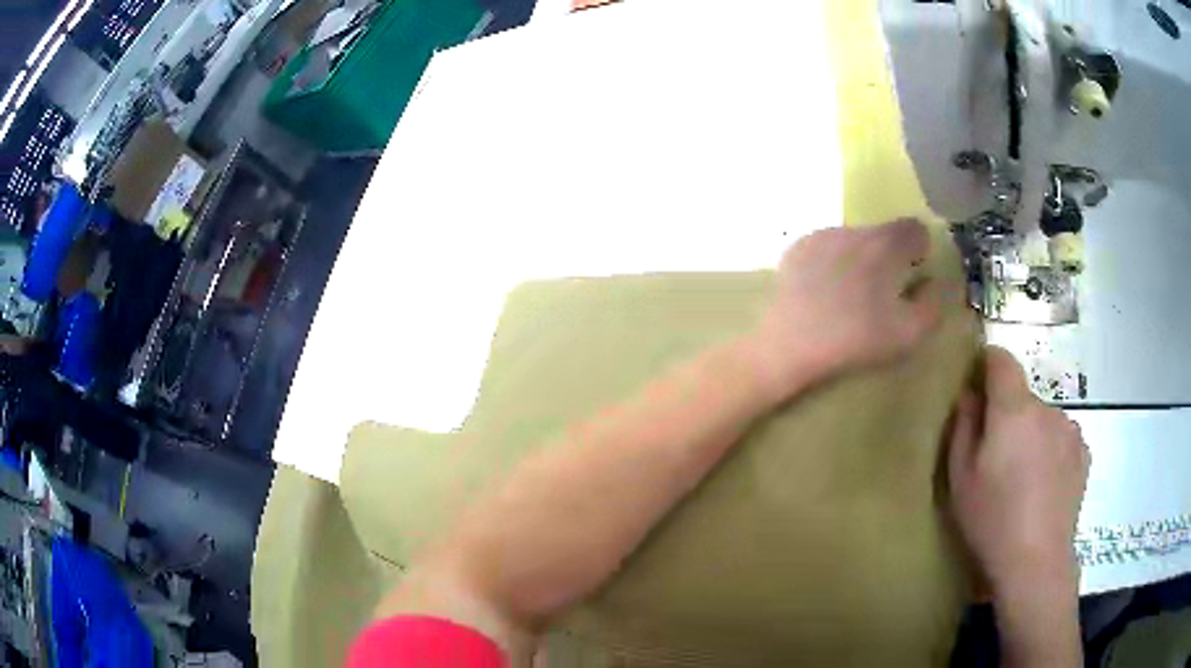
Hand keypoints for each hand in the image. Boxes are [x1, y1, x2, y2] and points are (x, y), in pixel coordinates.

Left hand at [751, 218, 943, 396]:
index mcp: (886, 244)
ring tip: (849, 295)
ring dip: (860, 258)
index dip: (919, 251)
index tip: (912, 276)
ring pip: (853, 239)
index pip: (915, 228)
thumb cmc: (856, 339)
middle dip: (889, 257)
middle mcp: (854, 229)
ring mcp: (821, 235)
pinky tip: (824, 293)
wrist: (790, 344)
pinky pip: (826, 248)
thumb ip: (932, 304)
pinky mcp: (797, 248)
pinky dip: (832, 263)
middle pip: (883, 233)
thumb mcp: (909, 334)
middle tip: (881, 292)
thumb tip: (933, 283)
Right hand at [948, 347, 1089, 594]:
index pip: (1002, 360)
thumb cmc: (992, 520)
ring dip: (1031, 434)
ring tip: (1023, 478)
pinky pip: (1061, 439)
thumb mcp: (961, 479)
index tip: (977, 384)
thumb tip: (969, 395)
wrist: (1037, 562)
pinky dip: (1050, 451)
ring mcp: (1070, 429)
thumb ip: (963, 428)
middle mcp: (1047, 408)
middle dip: (1008, 415)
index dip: (987, 363)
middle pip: (1023, 396)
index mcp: (1014, 410)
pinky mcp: (1083, 452)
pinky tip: (1043, 487)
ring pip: (1043, 419)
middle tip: (996, 457)